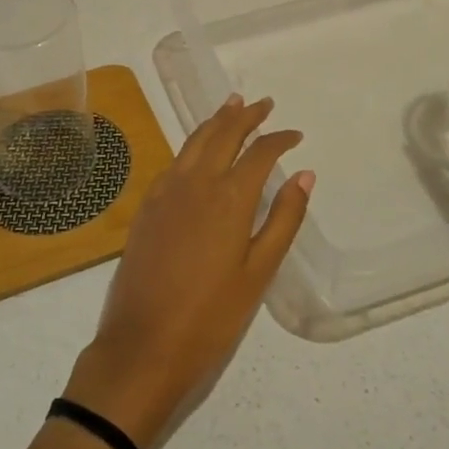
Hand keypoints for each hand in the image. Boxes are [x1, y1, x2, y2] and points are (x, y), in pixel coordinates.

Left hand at [64, 95, 312, 448]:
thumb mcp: (258, 273)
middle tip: (264, 104)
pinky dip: (193, 144)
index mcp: (228, 198)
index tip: (294, 135)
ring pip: (195, 141)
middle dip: (246, 116)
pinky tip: (199, 149)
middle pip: (223, 134)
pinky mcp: (147, 205)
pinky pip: (175, 160)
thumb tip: (305, 175)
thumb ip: (282, 220)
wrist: (143, 344)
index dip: (279, 140)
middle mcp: (196, 182)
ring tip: (232, 105)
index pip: (259, 153)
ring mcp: (166, 190)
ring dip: (217, 121)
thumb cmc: (210, 316)